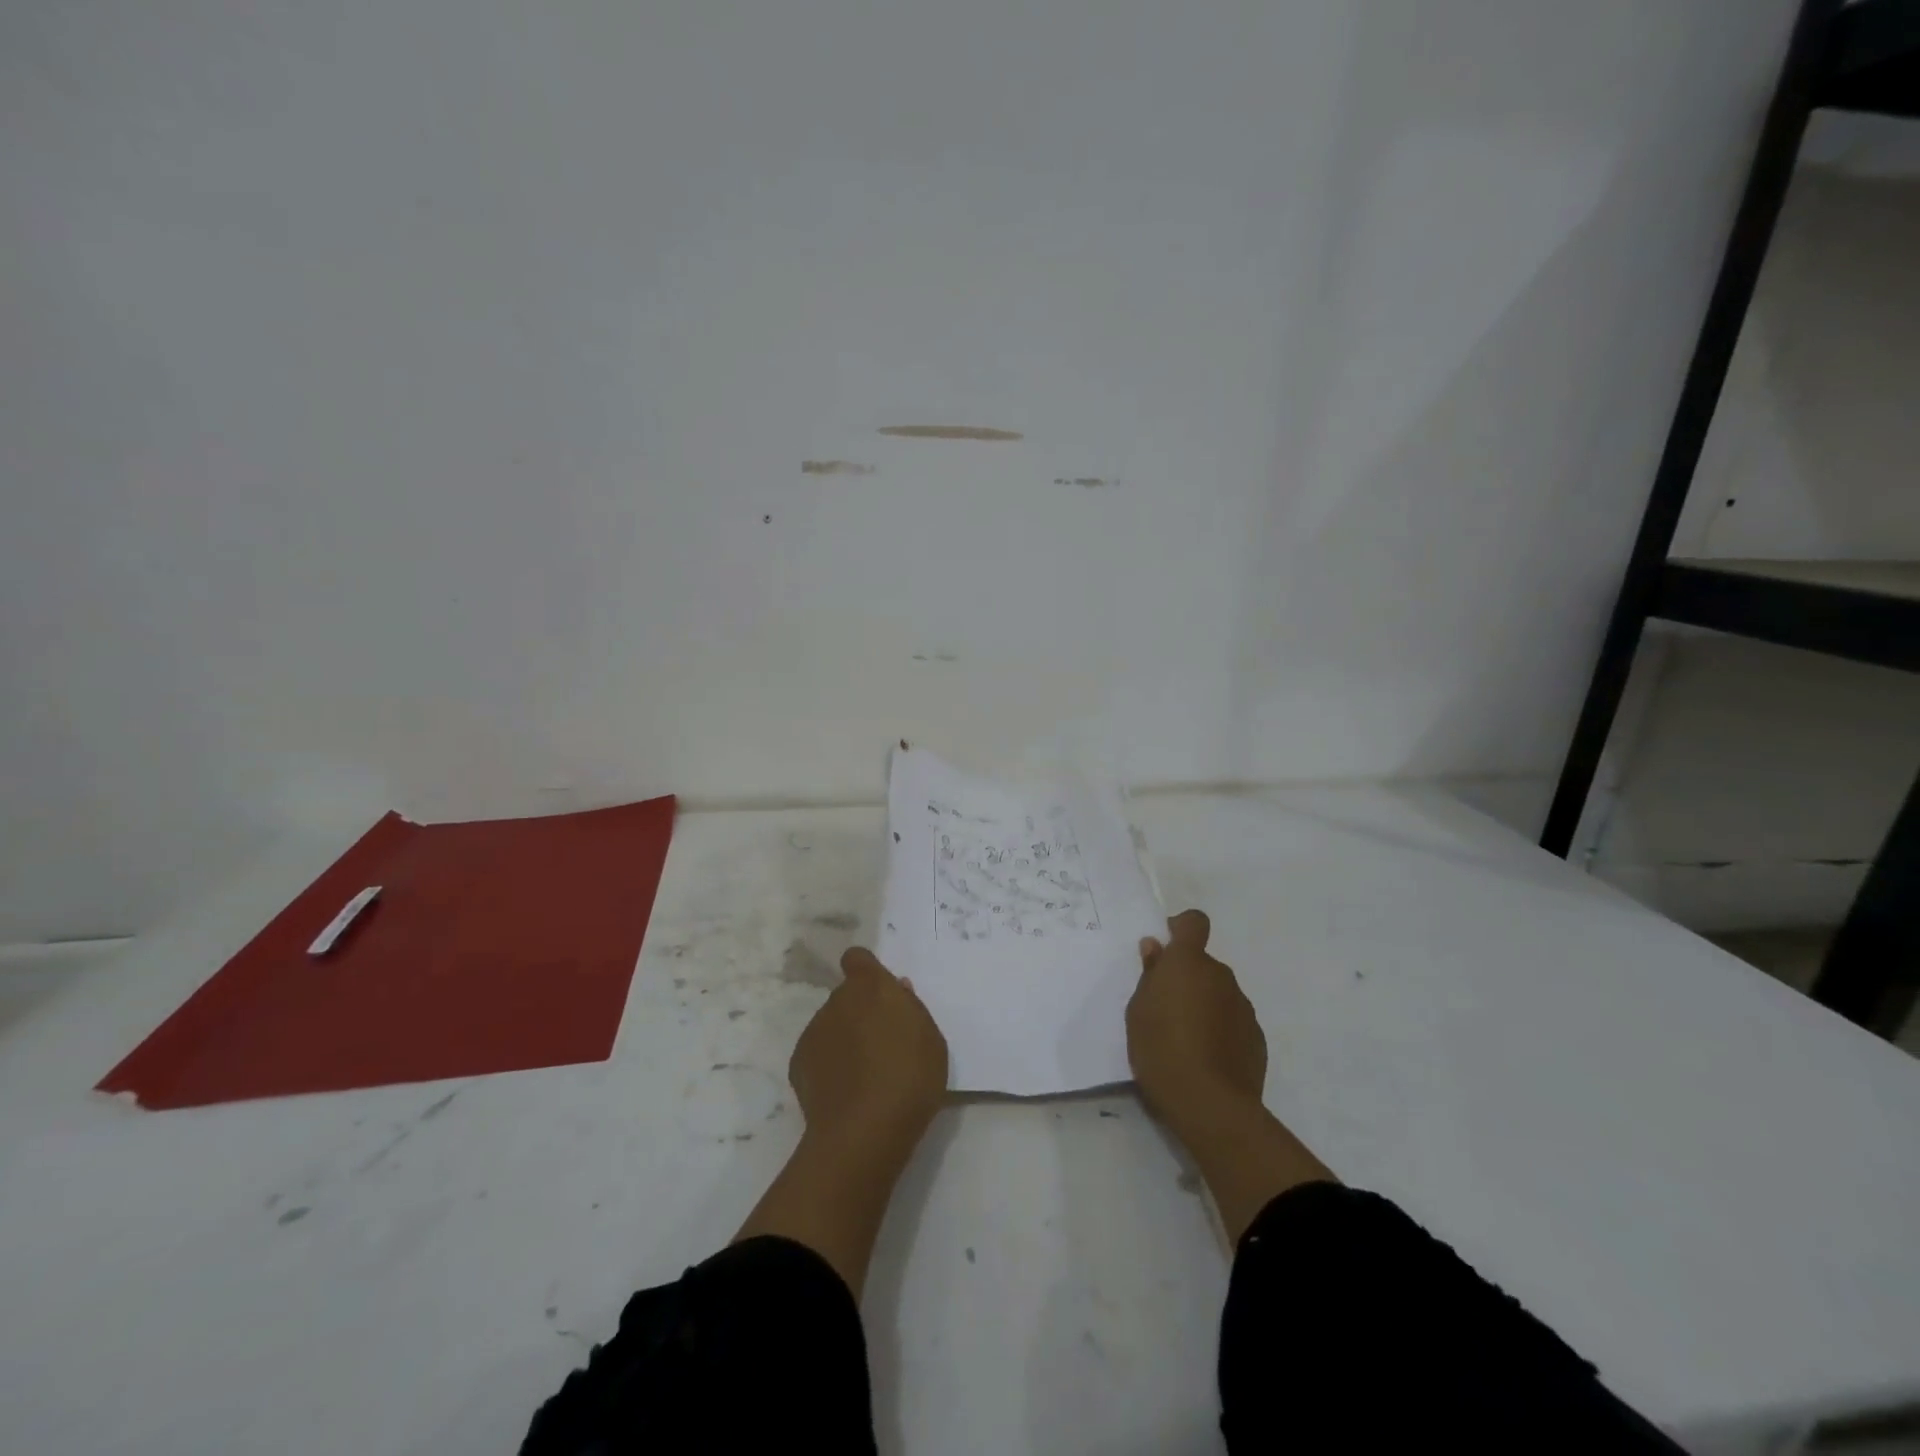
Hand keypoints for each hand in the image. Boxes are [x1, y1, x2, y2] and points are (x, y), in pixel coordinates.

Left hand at [790, 947, 948, 1156]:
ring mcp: (814, 1031)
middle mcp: (837, 1001)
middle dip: (860, 1011)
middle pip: (847, 996)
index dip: (866, 971)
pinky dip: (828, 1065)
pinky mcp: (798, 1063)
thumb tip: (896, 990)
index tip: (879, 994)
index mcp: (871, 986)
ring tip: (864, 1075)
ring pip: (831, 1025)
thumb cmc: (910, 1077)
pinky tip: (845, 1092)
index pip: (858, 959)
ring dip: (844, 1038)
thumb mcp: (930, 1038)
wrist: (865, 1131)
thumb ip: (910, 1007)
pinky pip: (817, 1054)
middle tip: (881, 1043)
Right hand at [1127, 909, 1334, 1243]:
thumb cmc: (1161, 1049)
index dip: (1181, 928)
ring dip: (1204, 1005)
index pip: (1194, 922)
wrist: (1210, 1105)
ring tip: (1184, 1040)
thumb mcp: (1138, 1010)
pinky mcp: (1256, 1038)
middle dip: (1186, 978)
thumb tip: (1156, 949)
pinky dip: (1220, 1030)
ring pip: (1219, 994)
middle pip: (1203, 964)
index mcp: (1189, 962)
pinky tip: (1205, 1059)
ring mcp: (1243, 1007)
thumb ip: (1150, 975)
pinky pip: (1232, 1021)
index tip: (1165, 947)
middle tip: (1164, 1009)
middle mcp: (1221, 976)